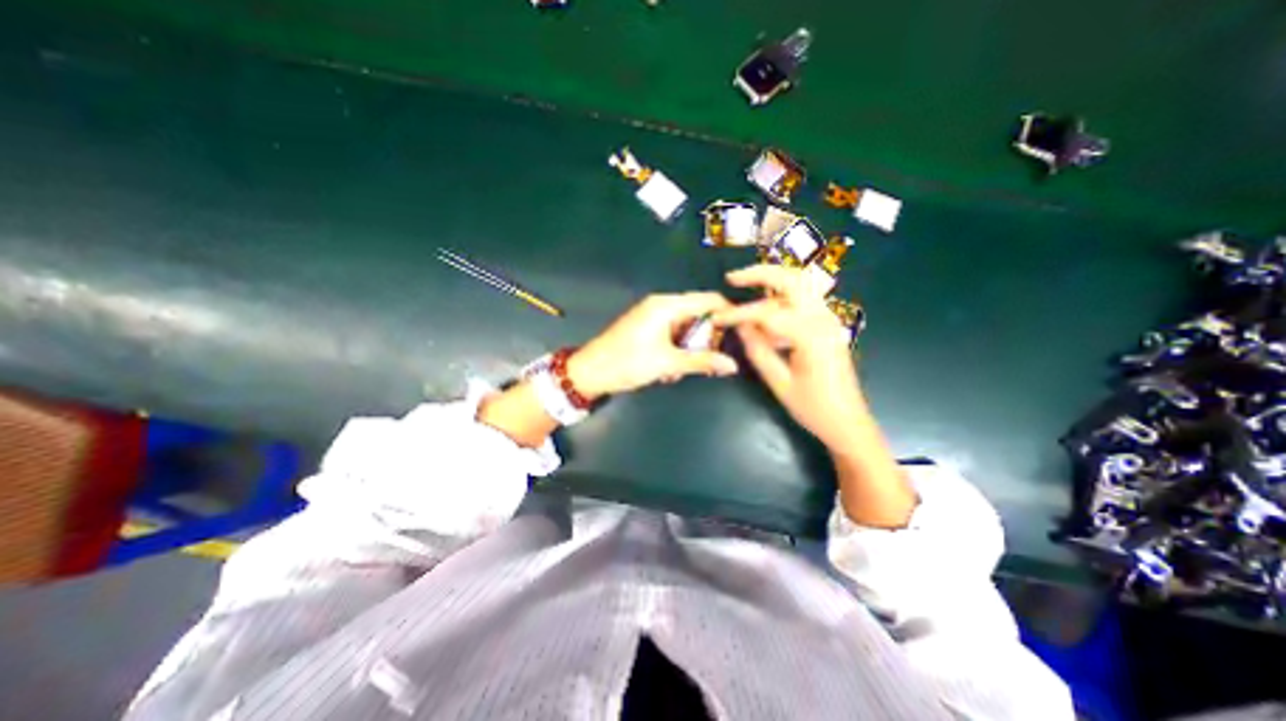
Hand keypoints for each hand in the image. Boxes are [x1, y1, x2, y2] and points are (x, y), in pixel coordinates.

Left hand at [568, 290, 739, 398]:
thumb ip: (702, 361)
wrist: (590, 372)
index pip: (707, 300)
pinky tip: (668, 370)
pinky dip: (676, 350)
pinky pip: (671, 334)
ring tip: (681, 371)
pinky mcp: (646, 328)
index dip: (726, 313)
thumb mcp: (667, 363)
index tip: (740, 333)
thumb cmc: (627, 363)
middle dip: (705, 339)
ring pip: (685, 328)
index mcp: (667, 305)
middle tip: (709, 362)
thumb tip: (732, 365)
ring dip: (689, 349)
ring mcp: (652, 316)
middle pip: (697, 314)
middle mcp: (661, 305)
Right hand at [714, 267, 861, 453]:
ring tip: (744, 285)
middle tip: (732, 278)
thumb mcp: (779, 382)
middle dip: (760, 274)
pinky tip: (765, 312)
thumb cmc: (813, 407)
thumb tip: (739, 326)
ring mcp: (829, 320)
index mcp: (812, 335)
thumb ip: (757, 351)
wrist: (848, 422)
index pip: (767, 313)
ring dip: (772, 281)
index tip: (717, 317)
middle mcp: (824, 319)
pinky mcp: (828, 325)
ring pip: (800, 285)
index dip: (739, 313)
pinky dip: (781, 298)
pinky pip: (803, 301)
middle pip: (792, 280)